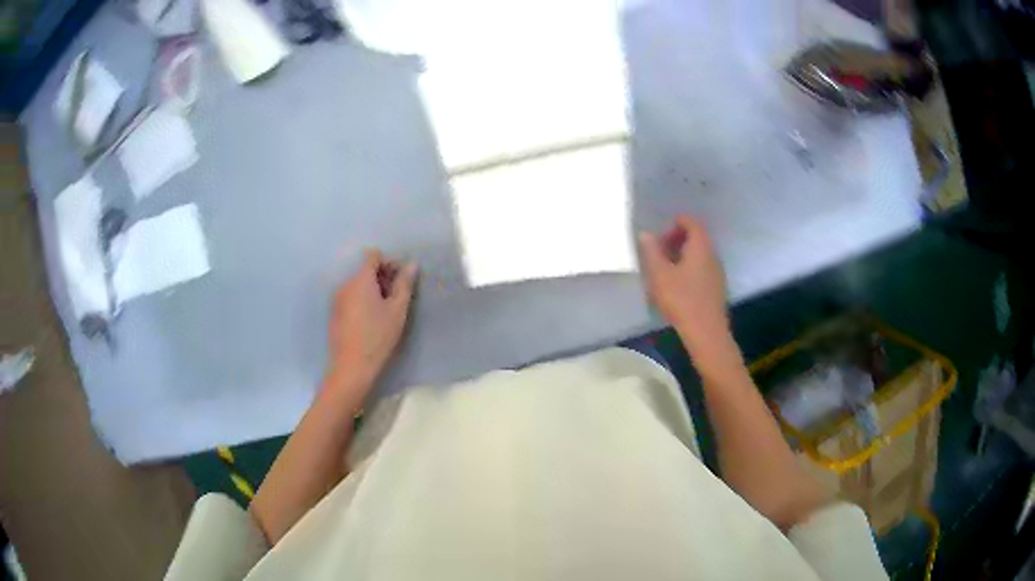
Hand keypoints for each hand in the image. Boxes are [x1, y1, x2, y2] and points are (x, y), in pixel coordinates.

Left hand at [327, 249, 416, 394]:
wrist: (352, 367)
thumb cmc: (378, 336)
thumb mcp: (397, 310)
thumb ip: (404, 284)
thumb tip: (411, 265)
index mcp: (360, 279)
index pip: (373, 256)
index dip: (389, 263)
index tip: (400, 282)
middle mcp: (345, 284)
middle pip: (365, 270)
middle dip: (382, 278)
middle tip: (396, 299)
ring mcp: (337, 299)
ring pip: (358, 285)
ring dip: (372, 291)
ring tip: (385, 313)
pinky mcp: (335, 313)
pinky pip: (351, 297)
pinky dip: (362, 302)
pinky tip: (370, 322)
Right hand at [639, 215, 728, 344]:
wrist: (706, 333)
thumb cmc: (682, 299)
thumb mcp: (660, 274)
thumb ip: (652, 251)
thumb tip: (646, 234)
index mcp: (700, 246)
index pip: (692, 222)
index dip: (676, 223)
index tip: (660, 235)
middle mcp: (712, 255)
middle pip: (696, 238)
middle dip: (677, 240)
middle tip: (659, 253)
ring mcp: (717, 272)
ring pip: (699, 255)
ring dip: (682, 257)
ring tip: (665, 271)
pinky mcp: (716, 289)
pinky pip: (702, 270)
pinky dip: (689, 270)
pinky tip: (677, 287)